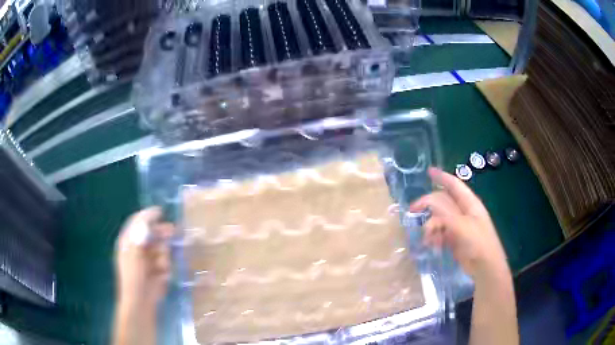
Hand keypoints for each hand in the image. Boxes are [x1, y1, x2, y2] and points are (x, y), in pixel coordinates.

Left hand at [115, 207, 174, 311]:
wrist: (141, 301)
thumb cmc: (133, 276)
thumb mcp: (133, 253)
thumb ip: (139, 234)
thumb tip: (147, 218)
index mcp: (128, 241)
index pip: (137, 222)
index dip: (147, 216)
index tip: (160, 211)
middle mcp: (138, 247)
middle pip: (151, 233)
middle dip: (161, 232)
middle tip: (172, 231)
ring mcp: (149, 259)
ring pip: (160, 247)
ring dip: (163, 254)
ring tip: (162, 265)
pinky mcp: (159, 270)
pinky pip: (166, 261)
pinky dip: (165, 266)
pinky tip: (162, 274)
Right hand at [409, 167, 508, 279]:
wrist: (484, 267)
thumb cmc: (478, 242)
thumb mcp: (462, 225)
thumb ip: (444, 212)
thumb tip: (427, 200)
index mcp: (469, 203)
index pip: (454, 185)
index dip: (442, 177)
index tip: (428, 171)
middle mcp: (464, 212)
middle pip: (443, 202)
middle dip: (428, 205)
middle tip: (413, 210)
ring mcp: (459, 226)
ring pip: (440, 219)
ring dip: (431, 226)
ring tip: (427, 237)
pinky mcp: (455, 239)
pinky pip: (440, 233)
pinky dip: (434, 237)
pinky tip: (432, 244)